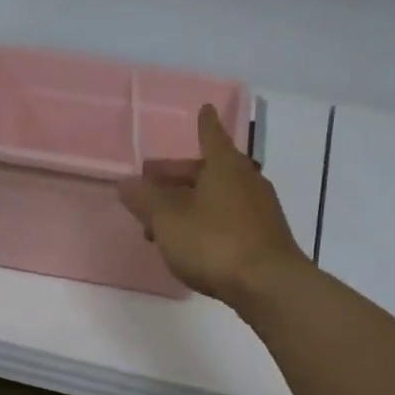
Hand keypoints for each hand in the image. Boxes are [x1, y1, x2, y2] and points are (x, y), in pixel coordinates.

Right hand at [117, 103, 310, 307]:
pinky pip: (229, 219)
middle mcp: (247, 180)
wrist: (268, 285)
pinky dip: (207, 222)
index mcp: (224, 166)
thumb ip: (145, 200)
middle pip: (209, 170)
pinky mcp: (265, 237)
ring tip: (162, 225)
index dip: (203, 124)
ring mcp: (260, 209)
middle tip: (151, 188)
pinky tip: (192, 243)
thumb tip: (125, 183)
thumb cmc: (214, 243)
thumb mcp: (168, 220)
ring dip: (189, 204)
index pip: (210, 135)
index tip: (204, 109)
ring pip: (217, 197)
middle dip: (179, 177)